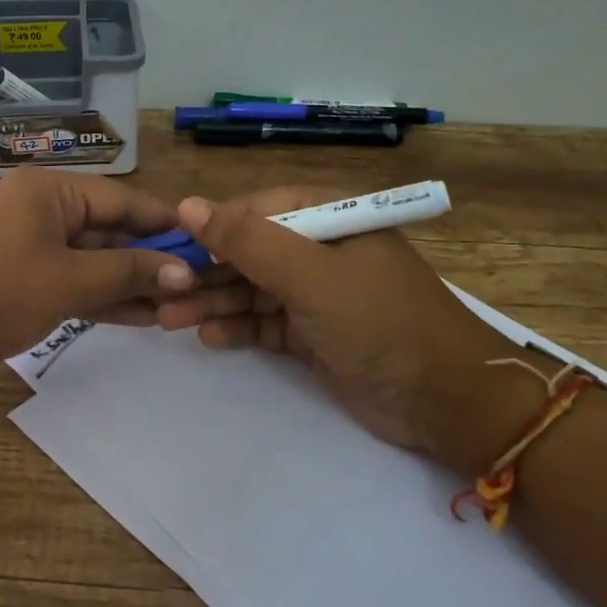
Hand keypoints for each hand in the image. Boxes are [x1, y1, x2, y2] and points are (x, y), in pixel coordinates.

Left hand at [0, 168, 197, 391]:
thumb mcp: (69, 281)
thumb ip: (130, 273)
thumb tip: (187, 272)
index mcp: (49, 190)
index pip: (123, 199)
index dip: (166, 224)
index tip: (207, 246)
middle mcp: (38, 208)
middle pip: (107, 229)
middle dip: (149, 259)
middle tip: (196, 286)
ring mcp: (25, 244)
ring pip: (89, 259)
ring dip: (128, 282)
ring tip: (175, 307)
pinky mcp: (16, 278)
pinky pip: (68, 280)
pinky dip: (99, 296)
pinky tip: (139, 316)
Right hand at [154, 188, 537, 475]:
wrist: (445, 400)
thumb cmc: (380, 322)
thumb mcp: (311, 276)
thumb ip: (248, 241)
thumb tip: (186, 205)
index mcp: (328, 218)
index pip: (256, 210)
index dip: (211, 228)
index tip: (169, 248)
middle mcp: (319, 249)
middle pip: (249, 252)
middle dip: (205, 272)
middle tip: (161, 293)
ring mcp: (316, 293)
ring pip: (251, 289)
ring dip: (213, 302)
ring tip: (169, 319)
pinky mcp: (313, 333)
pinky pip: (264, 322)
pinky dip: (238, 328)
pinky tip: (208, 337)